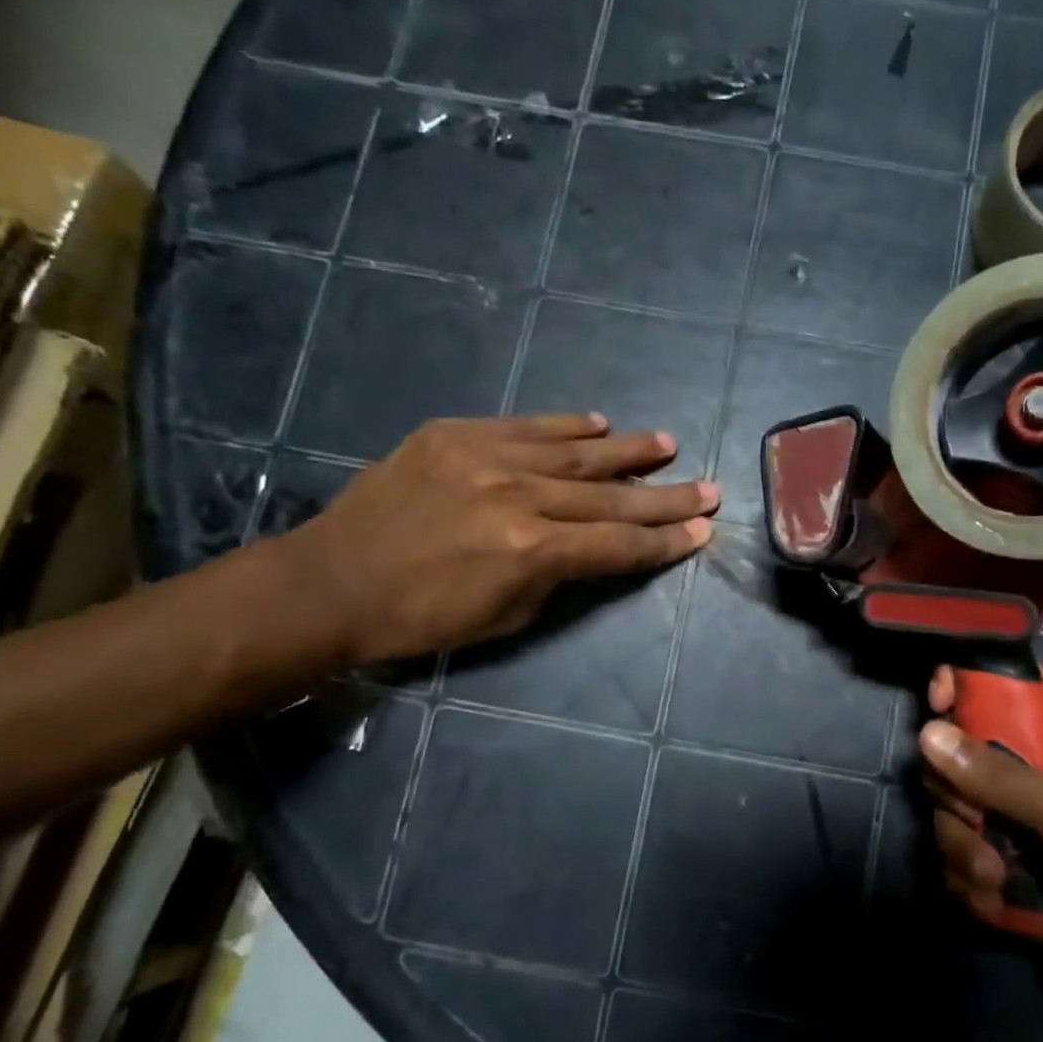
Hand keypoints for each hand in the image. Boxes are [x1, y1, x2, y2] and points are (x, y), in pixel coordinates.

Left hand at [277, 414, 716, 665]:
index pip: (619, 543)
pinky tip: (600, 423)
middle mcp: (519, 495)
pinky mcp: (456, 434)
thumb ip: (559, 575)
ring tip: (668, 445)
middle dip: (665, 496)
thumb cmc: (422, 618)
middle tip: (709, 487)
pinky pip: (527, 425)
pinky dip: (568, 426)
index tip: (702, 530)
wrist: (333, 581)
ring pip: (577, 452)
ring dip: (629, 450)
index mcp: (532, 550)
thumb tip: (591, 546)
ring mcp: (487, 456)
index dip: (665, 540)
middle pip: (611, 495)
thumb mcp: (507, 616)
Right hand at [920, 665, 1042, 1035]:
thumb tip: (927, 733)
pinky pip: (959, 856)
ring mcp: (1021, 816)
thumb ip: (1000, 778)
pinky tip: (998, 904)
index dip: (965, 683)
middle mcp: (1040, 763)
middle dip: (957, 794)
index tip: (937, 707)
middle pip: (960, 748)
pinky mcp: (1010, 862)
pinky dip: (971, 882)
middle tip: (978, 823)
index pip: (1004, 680)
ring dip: (963, 849)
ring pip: (953, 809)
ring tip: (995, 880)